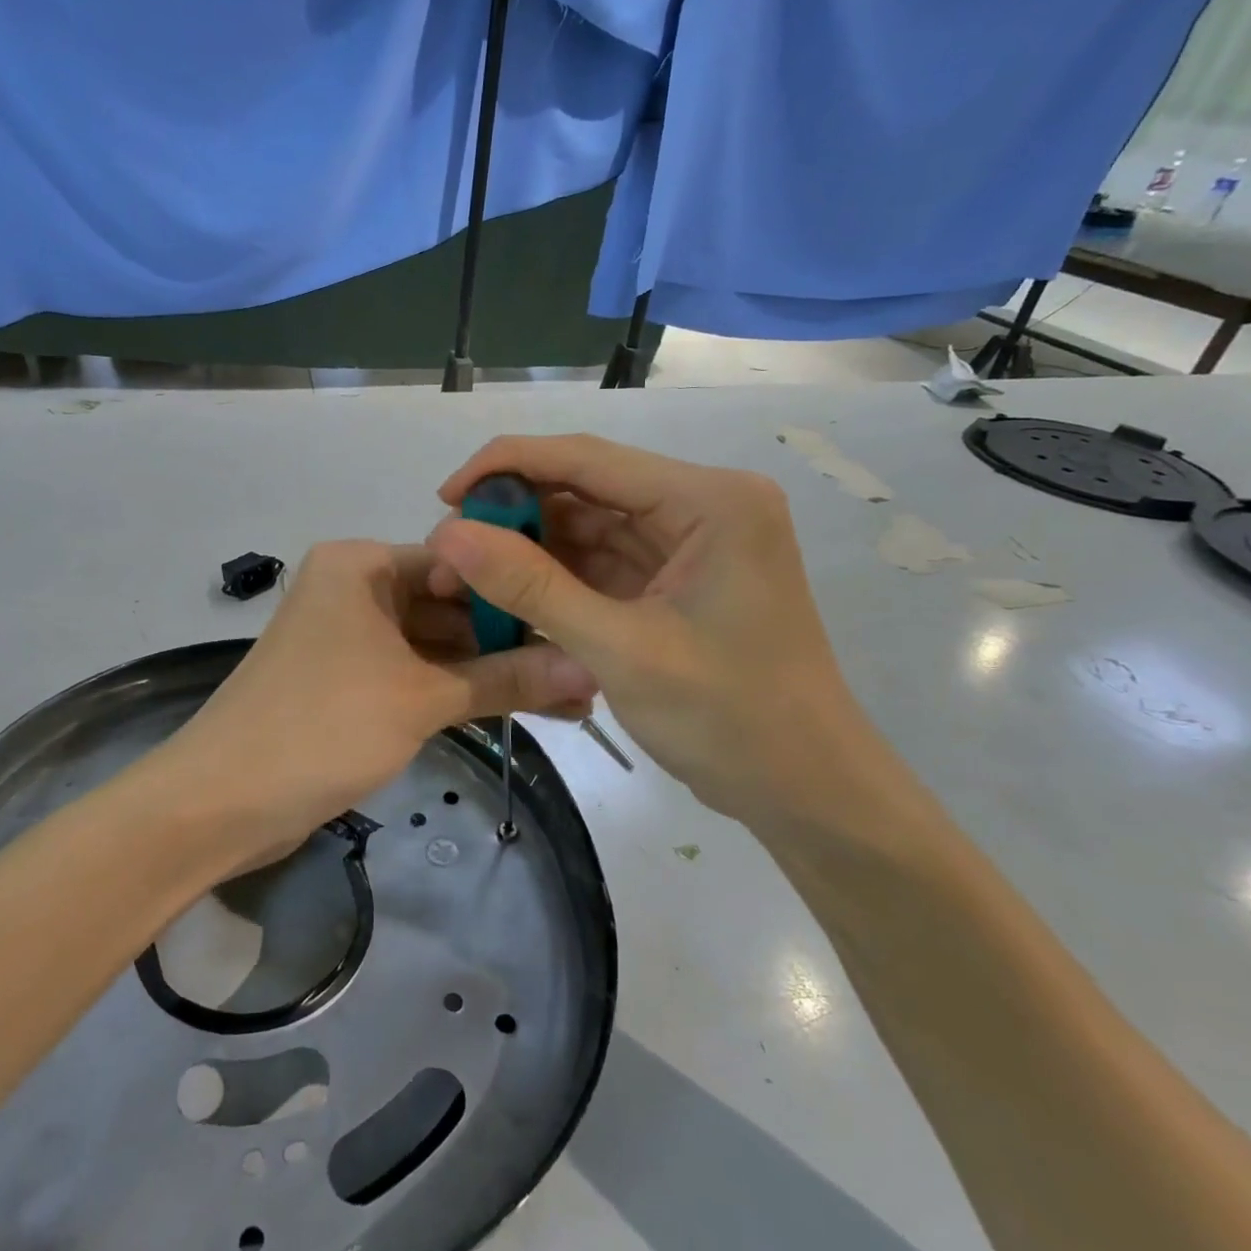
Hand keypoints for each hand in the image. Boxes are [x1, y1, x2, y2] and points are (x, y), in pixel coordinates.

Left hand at [168, 540, 597, 868]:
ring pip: (433, 645)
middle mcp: (352, 589)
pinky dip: (453, 690)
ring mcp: (347, 637)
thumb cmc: (321, 727)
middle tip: (583, 668)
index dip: (516, 592)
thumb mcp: (421, 699)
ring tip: (567, 697)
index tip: (576, 620)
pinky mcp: (345, 681)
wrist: (219, 803)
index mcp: (360, 564)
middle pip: (447, 605)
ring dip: (488, 671)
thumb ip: (506, 680)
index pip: (458, 562)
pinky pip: (412, 674)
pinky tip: (513, 708)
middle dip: (509, 641)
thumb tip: (590, 670)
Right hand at [430, 435, 888, 828]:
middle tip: (450, 549)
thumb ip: (531, 587)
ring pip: (589, 528)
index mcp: (709, 501)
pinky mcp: (675, 582)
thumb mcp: (620, 650)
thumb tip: (448, 534)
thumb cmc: (730, 719)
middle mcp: (701, 506)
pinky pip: (602, 565)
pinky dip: (555, 579)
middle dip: (515, 515)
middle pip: (587, 488)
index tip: (444, 497)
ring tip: (467, 576)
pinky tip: (508, 595)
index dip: (507, 466)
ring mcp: (689, 545)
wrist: (806, 793)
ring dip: (529, 549)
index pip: (589, 458)